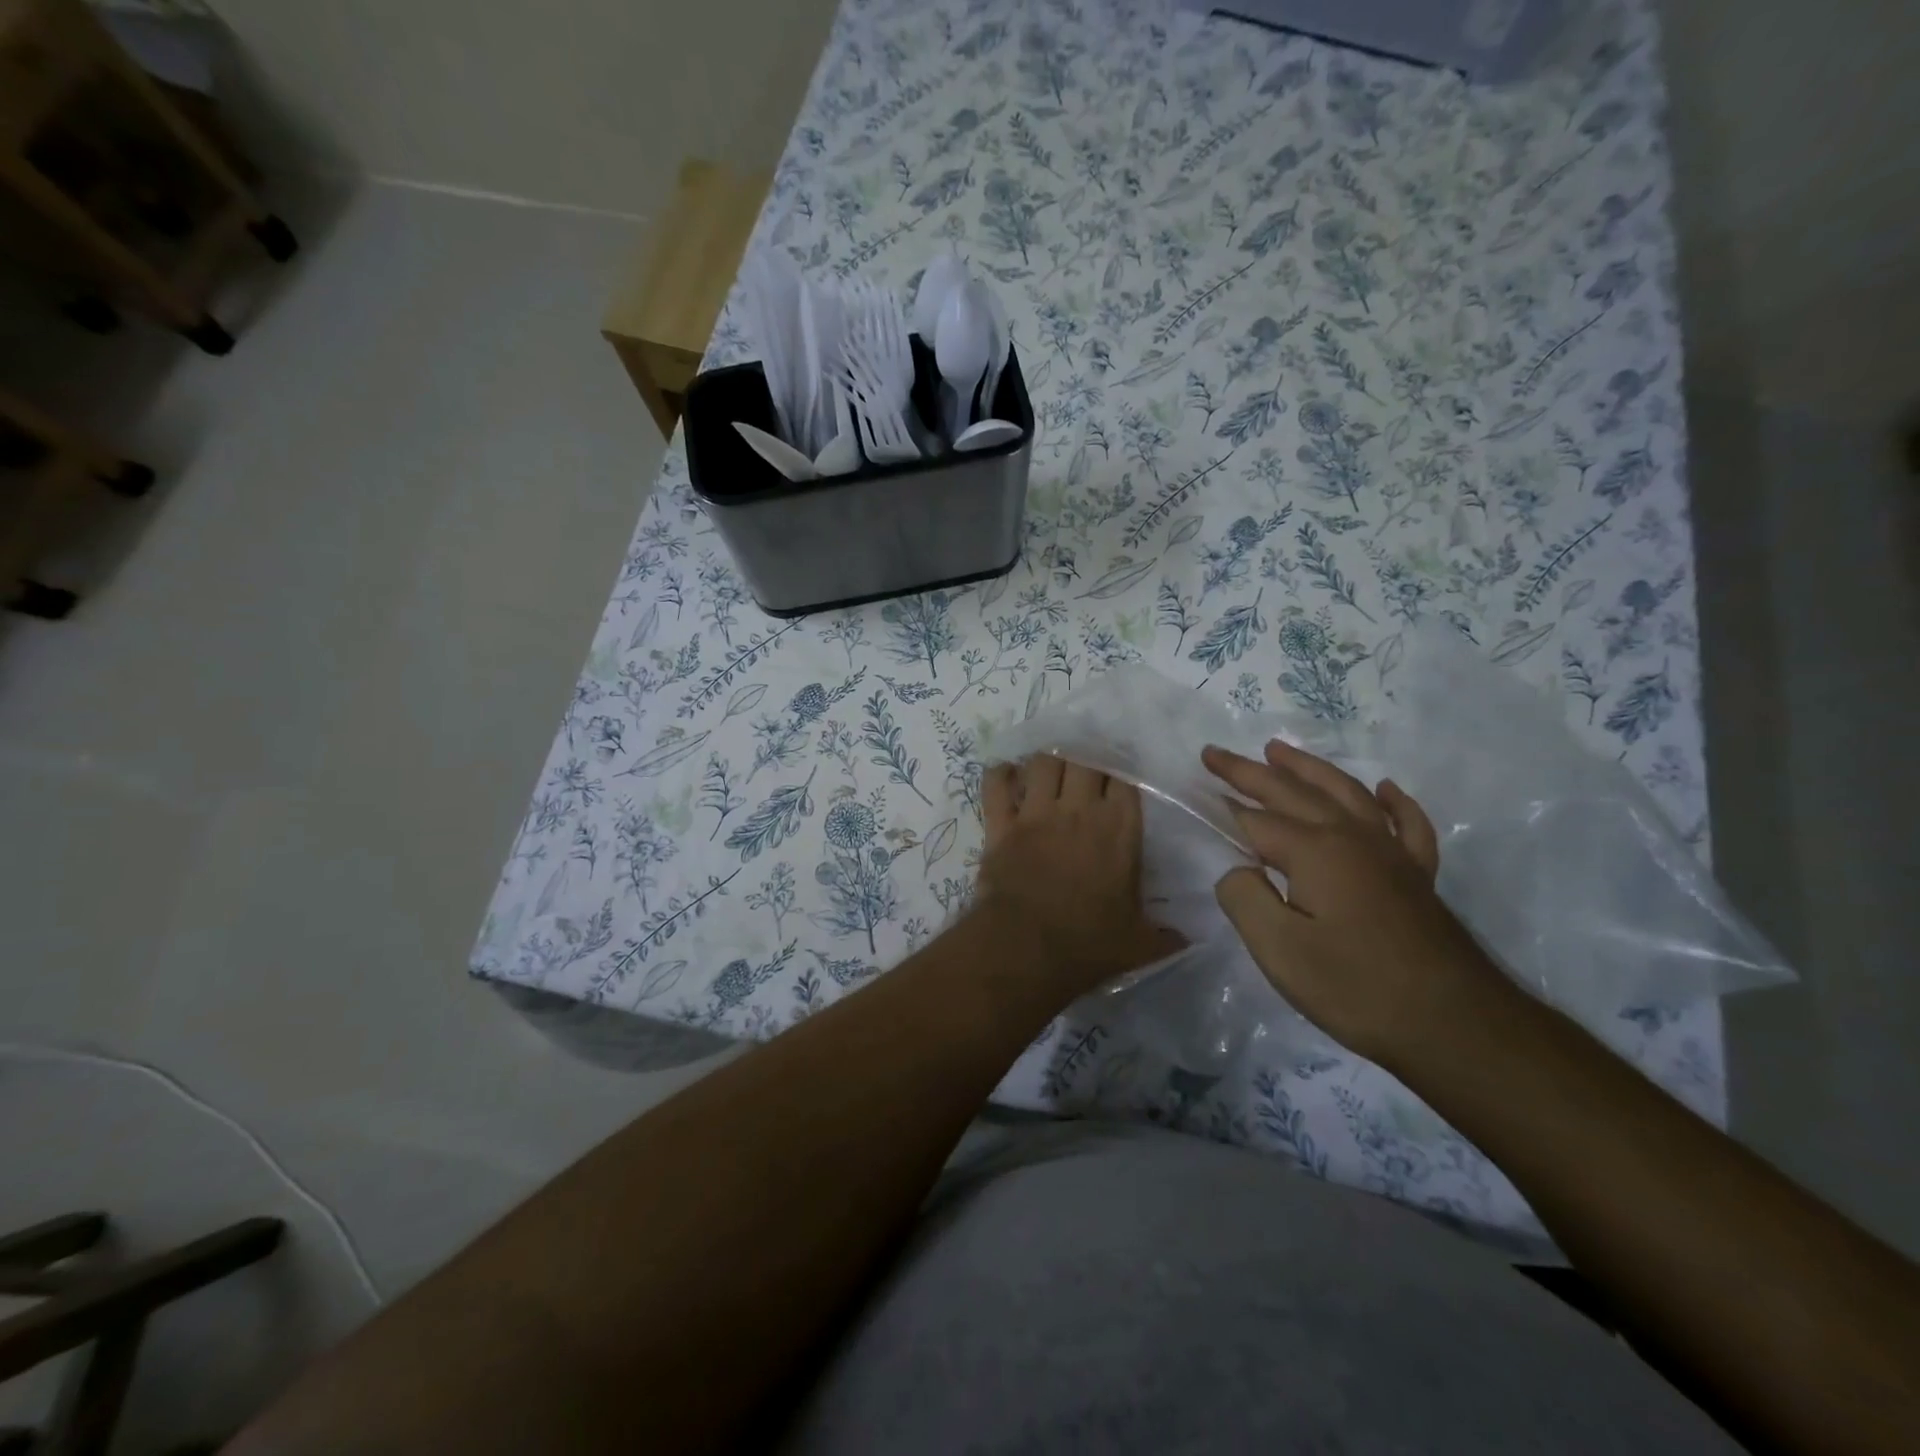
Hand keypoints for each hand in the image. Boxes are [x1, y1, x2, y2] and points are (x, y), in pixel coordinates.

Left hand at [976, 755, 1184, 993]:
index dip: (1122, 770)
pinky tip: (1007, 775)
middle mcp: (1078, 810)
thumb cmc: (1089, 943)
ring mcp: (1036, 813)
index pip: (1125, 778)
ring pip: (1043, 762)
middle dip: (1086, 758)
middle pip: (1084, 759)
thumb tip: (1186, 940)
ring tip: (1051, 770)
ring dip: (1048, 762)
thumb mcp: (1139, 943)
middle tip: (1085, 769)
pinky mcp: (1001, 825)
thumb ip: (1164, 936)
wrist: (1027, 948)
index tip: (1120, 775)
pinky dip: (1000, 774)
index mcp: (1119, 828)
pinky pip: (996, 784)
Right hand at [1202, 741, 1509, 1067]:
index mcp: (1315, 851)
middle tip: (1216, 753)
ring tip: (1278, 749)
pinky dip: (1393, 802)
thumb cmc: (1356, 988)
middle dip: (1250, 771)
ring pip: (1345, 792)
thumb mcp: (1280, 950)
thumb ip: (1245, 898)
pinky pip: (1406, 824)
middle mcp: (1352, 837)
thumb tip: (1237, 870)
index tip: (1198, 787)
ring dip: (1308, 768)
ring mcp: (1391, 853)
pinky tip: (1384, 790)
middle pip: (1294, 792)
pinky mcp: (1418, 876)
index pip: (1257, 820)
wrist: (1455, 1025)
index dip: (1225, 805)